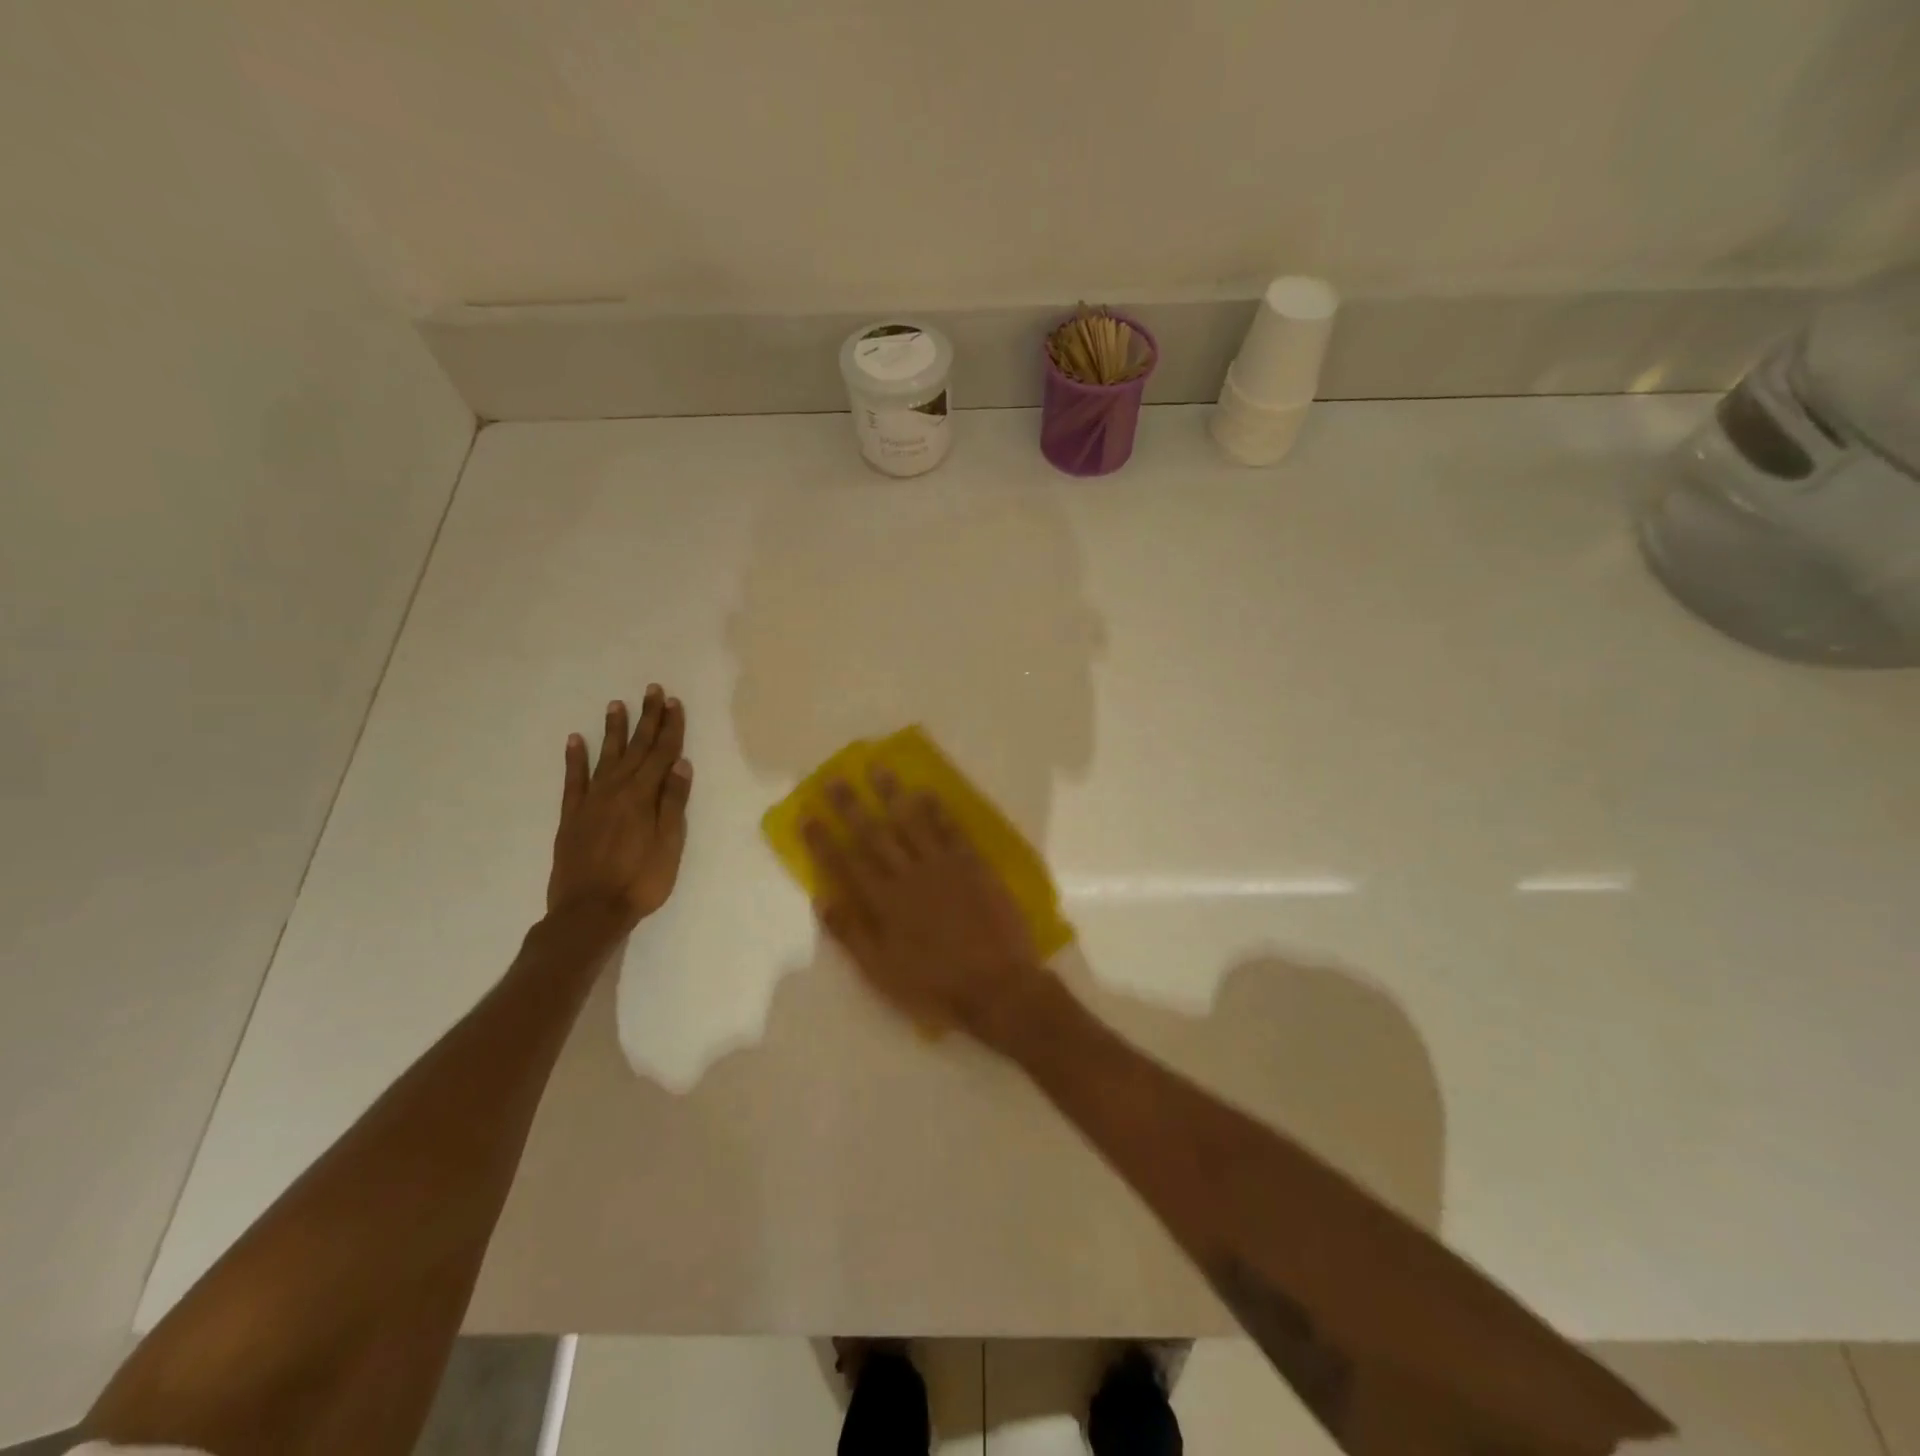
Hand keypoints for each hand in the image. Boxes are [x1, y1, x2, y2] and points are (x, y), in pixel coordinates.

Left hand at [547, 685, 692, 928]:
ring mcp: (591, 801)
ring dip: (614, 730)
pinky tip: (575, 740)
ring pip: (605, 756)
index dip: (670, 728)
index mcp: (643, 796)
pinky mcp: (572, 816)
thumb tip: (680, 764)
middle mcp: (616, 790)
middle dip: (647, 719)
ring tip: (617, 704)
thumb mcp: (669, 845)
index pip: (662, 754)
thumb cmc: (639, 881)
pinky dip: (574, 758)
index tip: (674, 703)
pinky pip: (573, 780)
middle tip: (652, 691)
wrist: (588, 912)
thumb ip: (673, 803)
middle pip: (636, 748)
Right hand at [805, 771, 1054, 1051]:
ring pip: (912, 822)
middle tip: (836, 778)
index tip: (807, 814)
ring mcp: (943, 866)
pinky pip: (952, 829)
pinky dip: (938, 810)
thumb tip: (822, 899)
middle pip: (874, 834)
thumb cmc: (935, 986)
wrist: (998, 986)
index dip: (823, 839)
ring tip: (879, 768)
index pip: (845, 863)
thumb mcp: (881, 972)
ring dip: (893, 794)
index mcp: (883, 903)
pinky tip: (927, 792)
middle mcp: (908, 876)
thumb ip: (851, 934)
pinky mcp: (973, 864)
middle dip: (852, 806)